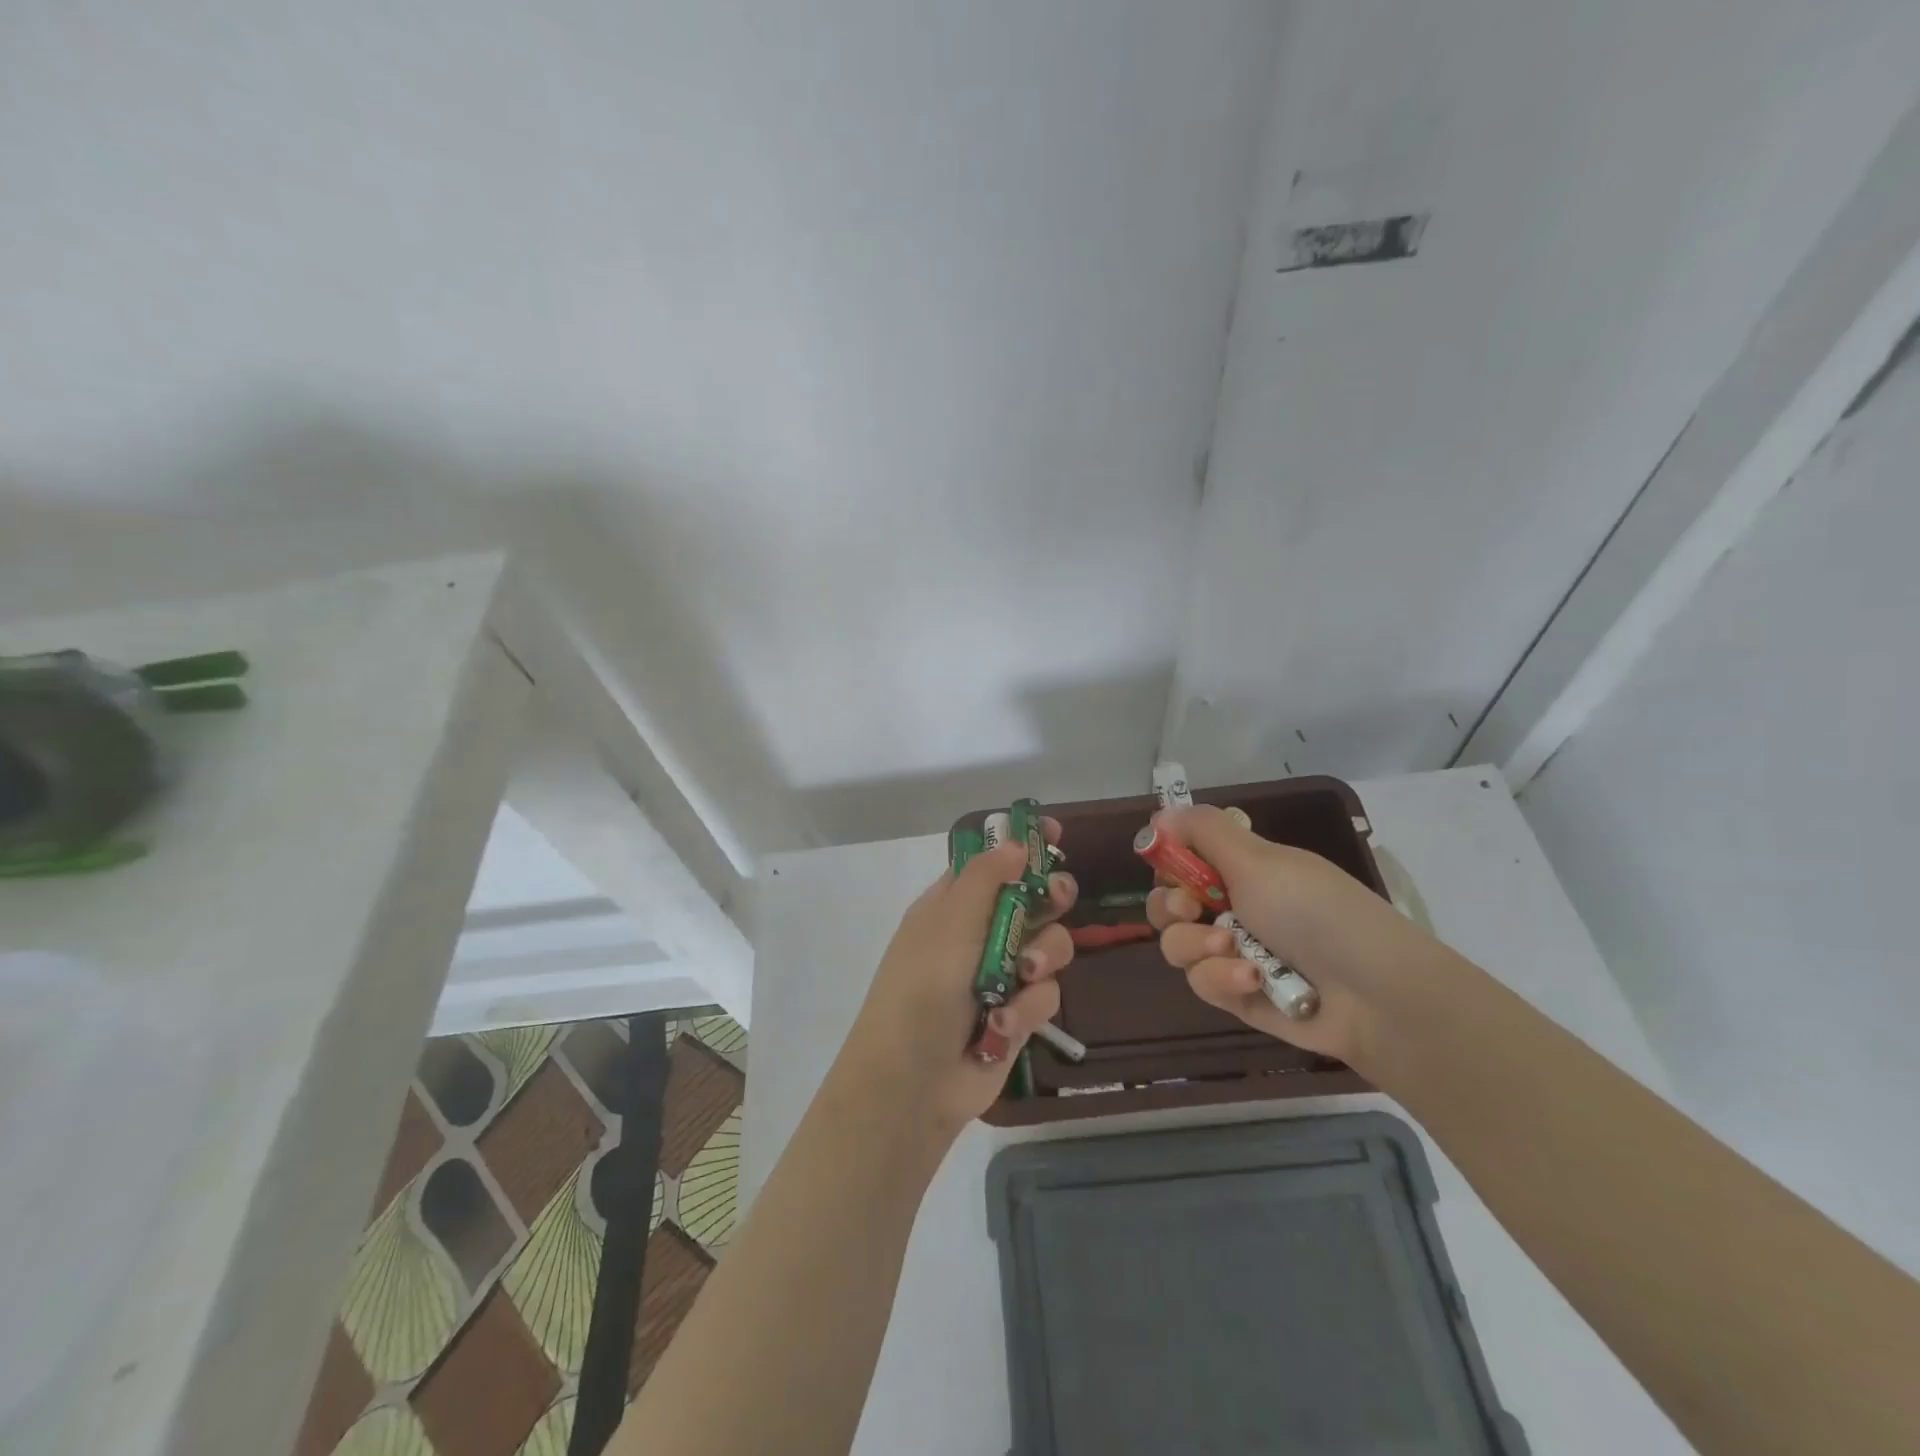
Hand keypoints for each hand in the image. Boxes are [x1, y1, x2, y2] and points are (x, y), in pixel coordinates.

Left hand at [837, 824, 1076, 1136]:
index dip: (1023, 847)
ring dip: (1041, 959)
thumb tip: (1015, 841)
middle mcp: (979, 933)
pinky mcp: (1019, 1014)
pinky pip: (1046, 994)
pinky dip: (1027, 1008)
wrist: (913, 1083)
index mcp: (953, 904)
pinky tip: (1001, 1025)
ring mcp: (1002, 974)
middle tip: (1056, 900)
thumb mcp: (949, 924)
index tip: (1056, 834)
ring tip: (1022, 977)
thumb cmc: (922, 989)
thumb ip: (985, 880)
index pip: (993, 863)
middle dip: (1050, 899)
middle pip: (1033, 899)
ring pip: (1050, 946)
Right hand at [1146, 805, 1407, 1067]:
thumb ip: (1204, 830)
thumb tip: (1162, 812)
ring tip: (1233, 950)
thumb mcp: (1258, 859)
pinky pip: (1202, 982)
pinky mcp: (1237, 995)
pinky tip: (1253, 980)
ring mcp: (1234, 953)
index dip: (1168, 863)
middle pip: (1169, 904)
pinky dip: (1222, 978)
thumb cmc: (1315, 911)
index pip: (1183, 860)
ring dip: (1197, 945)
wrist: (1374, 994)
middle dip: (1170, 907)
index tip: (1169, 867)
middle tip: (1189, 909)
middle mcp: (1233, 907)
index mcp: (1242, 869)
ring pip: (1177, 945)